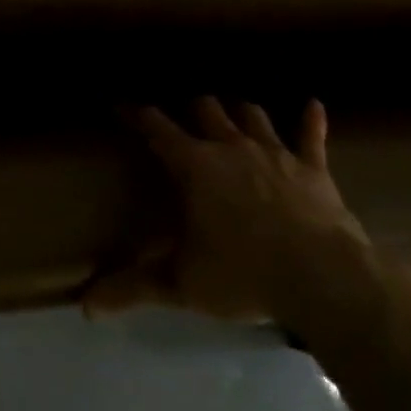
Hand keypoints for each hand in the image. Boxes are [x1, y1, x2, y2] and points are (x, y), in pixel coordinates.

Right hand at [84, 98, 367, 323]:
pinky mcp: (314, 169)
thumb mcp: (181, 284)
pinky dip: (311, 119)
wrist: (325, 280)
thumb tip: (85, 305)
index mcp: (195, 166)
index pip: (158, 129)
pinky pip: (311, 135)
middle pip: (206, 109)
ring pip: (252, 115)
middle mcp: (232, 147)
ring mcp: (276, 154)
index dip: (138, 114)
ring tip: (231, 112)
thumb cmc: (244, 275)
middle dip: (192, 108)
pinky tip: (312, 104)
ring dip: (239, 111)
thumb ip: (132, 288)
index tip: (122, 104)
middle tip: (184, 116)